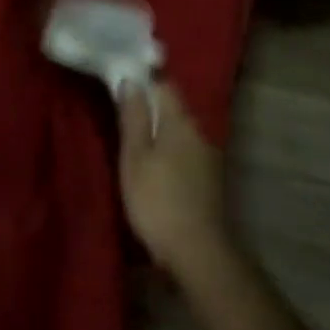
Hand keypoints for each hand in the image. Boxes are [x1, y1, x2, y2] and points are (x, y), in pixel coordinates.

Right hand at [116, 80, 234, 276]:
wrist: (197, 250)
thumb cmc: (156, 200)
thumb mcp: (135, 157)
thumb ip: (134, 118)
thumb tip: (131, 81)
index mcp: (181, 123)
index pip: (165, 85)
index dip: (144, 79)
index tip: (121, 81)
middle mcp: (200, 133)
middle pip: (173, 109)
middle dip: (150, 106)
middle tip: (120, 112)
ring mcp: (208, 157)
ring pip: (180, 132)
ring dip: (159, 131)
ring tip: (134, 140)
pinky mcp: (209, 179)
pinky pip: (185, 152)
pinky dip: (168, 151)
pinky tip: (154, 166)